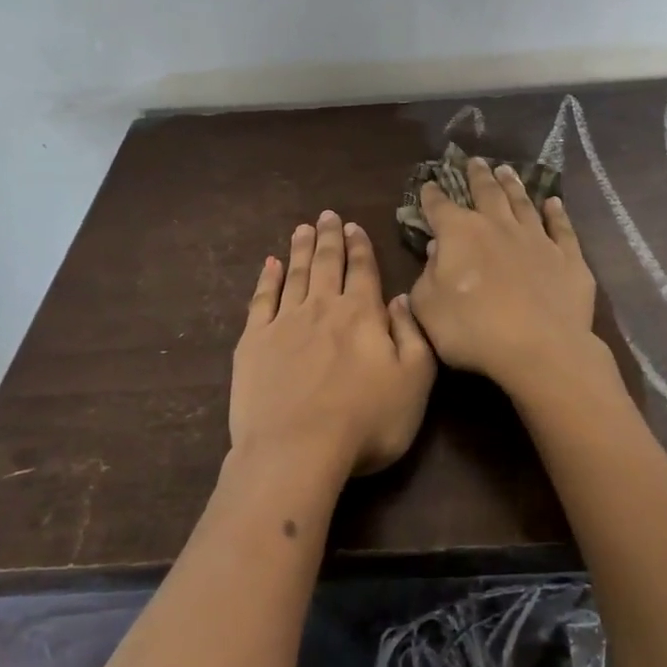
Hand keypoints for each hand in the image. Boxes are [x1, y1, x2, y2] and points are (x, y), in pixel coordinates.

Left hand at [231, 211, 435, 481]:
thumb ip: (413, 335)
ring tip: (303, 228)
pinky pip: (261, 299)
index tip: (354, 226)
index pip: (362, 270)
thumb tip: (401, 298)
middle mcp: (322, 307)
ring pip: (295, 274)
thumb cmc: (365, 422)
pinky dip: (266, 278)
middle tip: (328, 215)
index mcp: (361, 314)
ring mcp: (284, 322)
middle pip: (327, 263)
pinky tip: (270, 264)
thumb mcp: (414, 382)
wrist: (296, 451)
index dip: (360, 246)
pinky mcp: (253, 342)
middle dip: (329, 237)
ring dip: (300, 249)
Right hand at [408, 159, 619, 404]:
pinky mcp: (568, 258)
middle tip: (475, 161)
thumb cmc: (473, 330)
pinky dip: (557, 213)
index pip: (440, 208)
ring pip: (523, 203)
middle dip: (477, 176)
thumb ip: (427, 276)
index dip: (432, 195)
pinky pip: (562, 228)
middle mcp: (499, 226)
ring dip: (513, 185)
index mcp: (460, 235)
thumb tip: (437, 251)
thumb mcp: (428, 307)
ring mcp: (537, 239)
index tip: (429, 184)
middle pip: (487, 193)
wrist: (540, 348)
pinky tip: (554, 203)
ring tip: (506, 170)